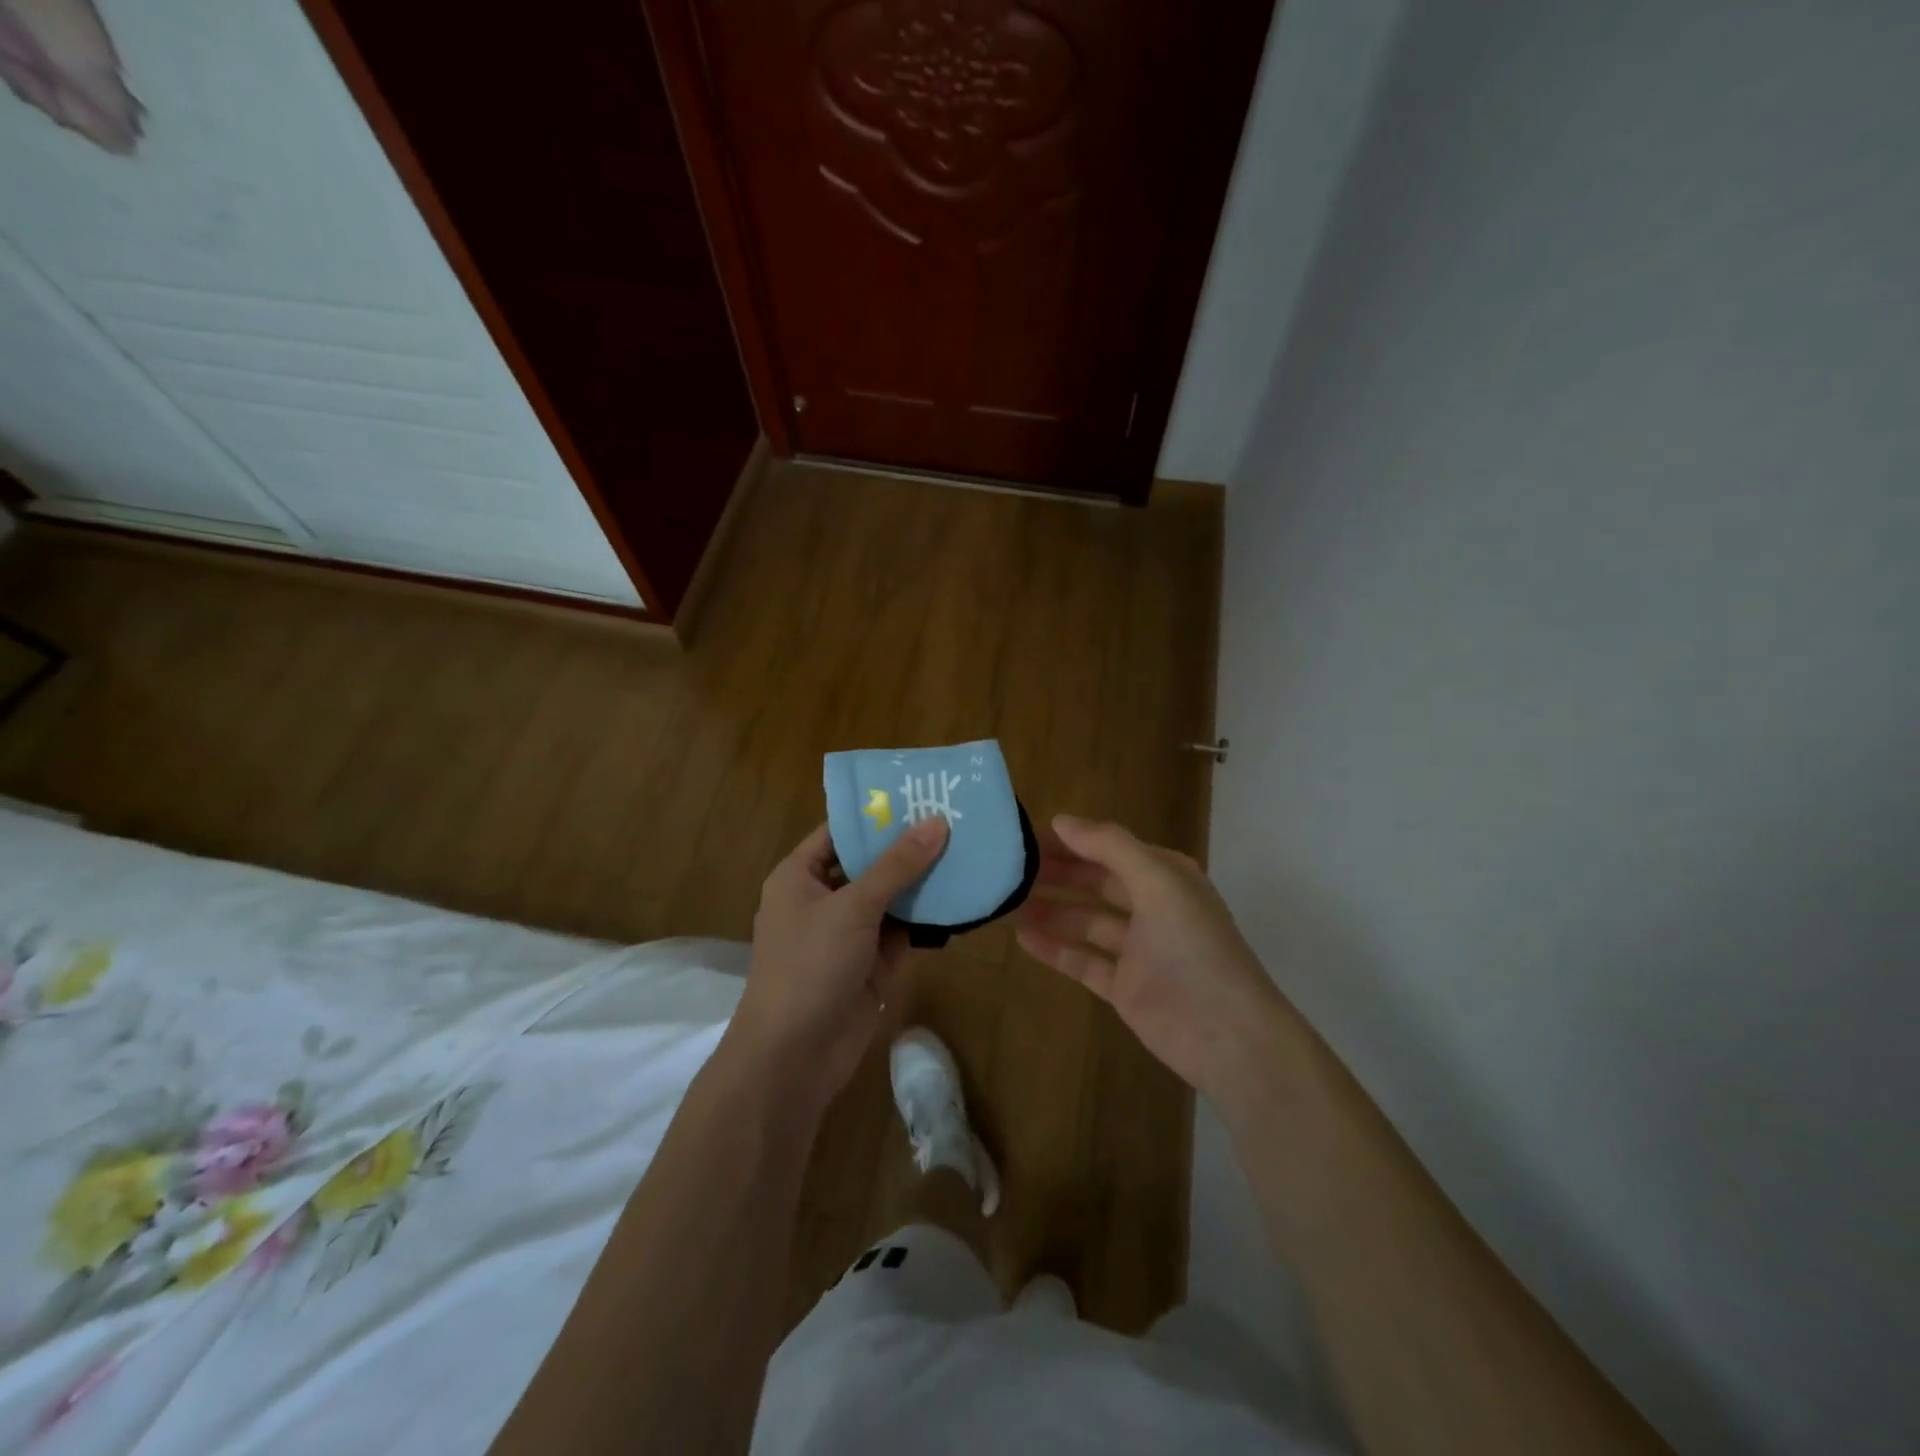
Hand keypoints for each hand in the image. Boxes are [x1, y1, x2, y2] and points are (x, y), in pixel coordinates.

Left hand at [725, 817, 949, 1109]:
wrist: (796, 1055)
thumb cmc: (810, 965)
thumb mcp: (852, 907)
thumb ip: (896, 866)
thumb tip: (936, 823)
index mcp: (800, 875)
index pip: (840, 831)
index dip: (876, 813)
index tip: (919, 793)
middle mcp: (824, 898)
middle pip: (870, 862)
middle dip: (908, 845)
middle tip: (955, 817)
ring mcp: (850, 932)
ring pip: (891, 896)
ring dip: (923, 880)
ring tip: (968, 847)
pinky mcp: (873, 962)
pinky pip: (904, 929)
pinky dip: (928, 916)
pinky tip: (963, 894)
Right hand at [1014, 815, 1289, 1105]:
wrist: (1227, 1035)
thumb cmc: (1194, 947)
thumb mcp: (1158, 882)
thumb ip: (1110, 846)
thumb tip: (1061, 820)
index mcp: (1165, 876)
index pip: (1109, 848)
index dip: (1071, 841)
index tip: (1026, 837)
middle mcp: (1151, 907)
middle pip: (1094, 882)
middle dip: (1056, 873)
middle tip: (1008, 869)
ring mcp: (1137, 950)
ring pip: (1085, 920)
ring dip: (1049, 910)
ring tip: (1006, 902)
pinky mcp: (1125, 987)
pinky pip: (1082, 960)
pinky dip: (1054, 949)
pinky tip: (1021, 938)